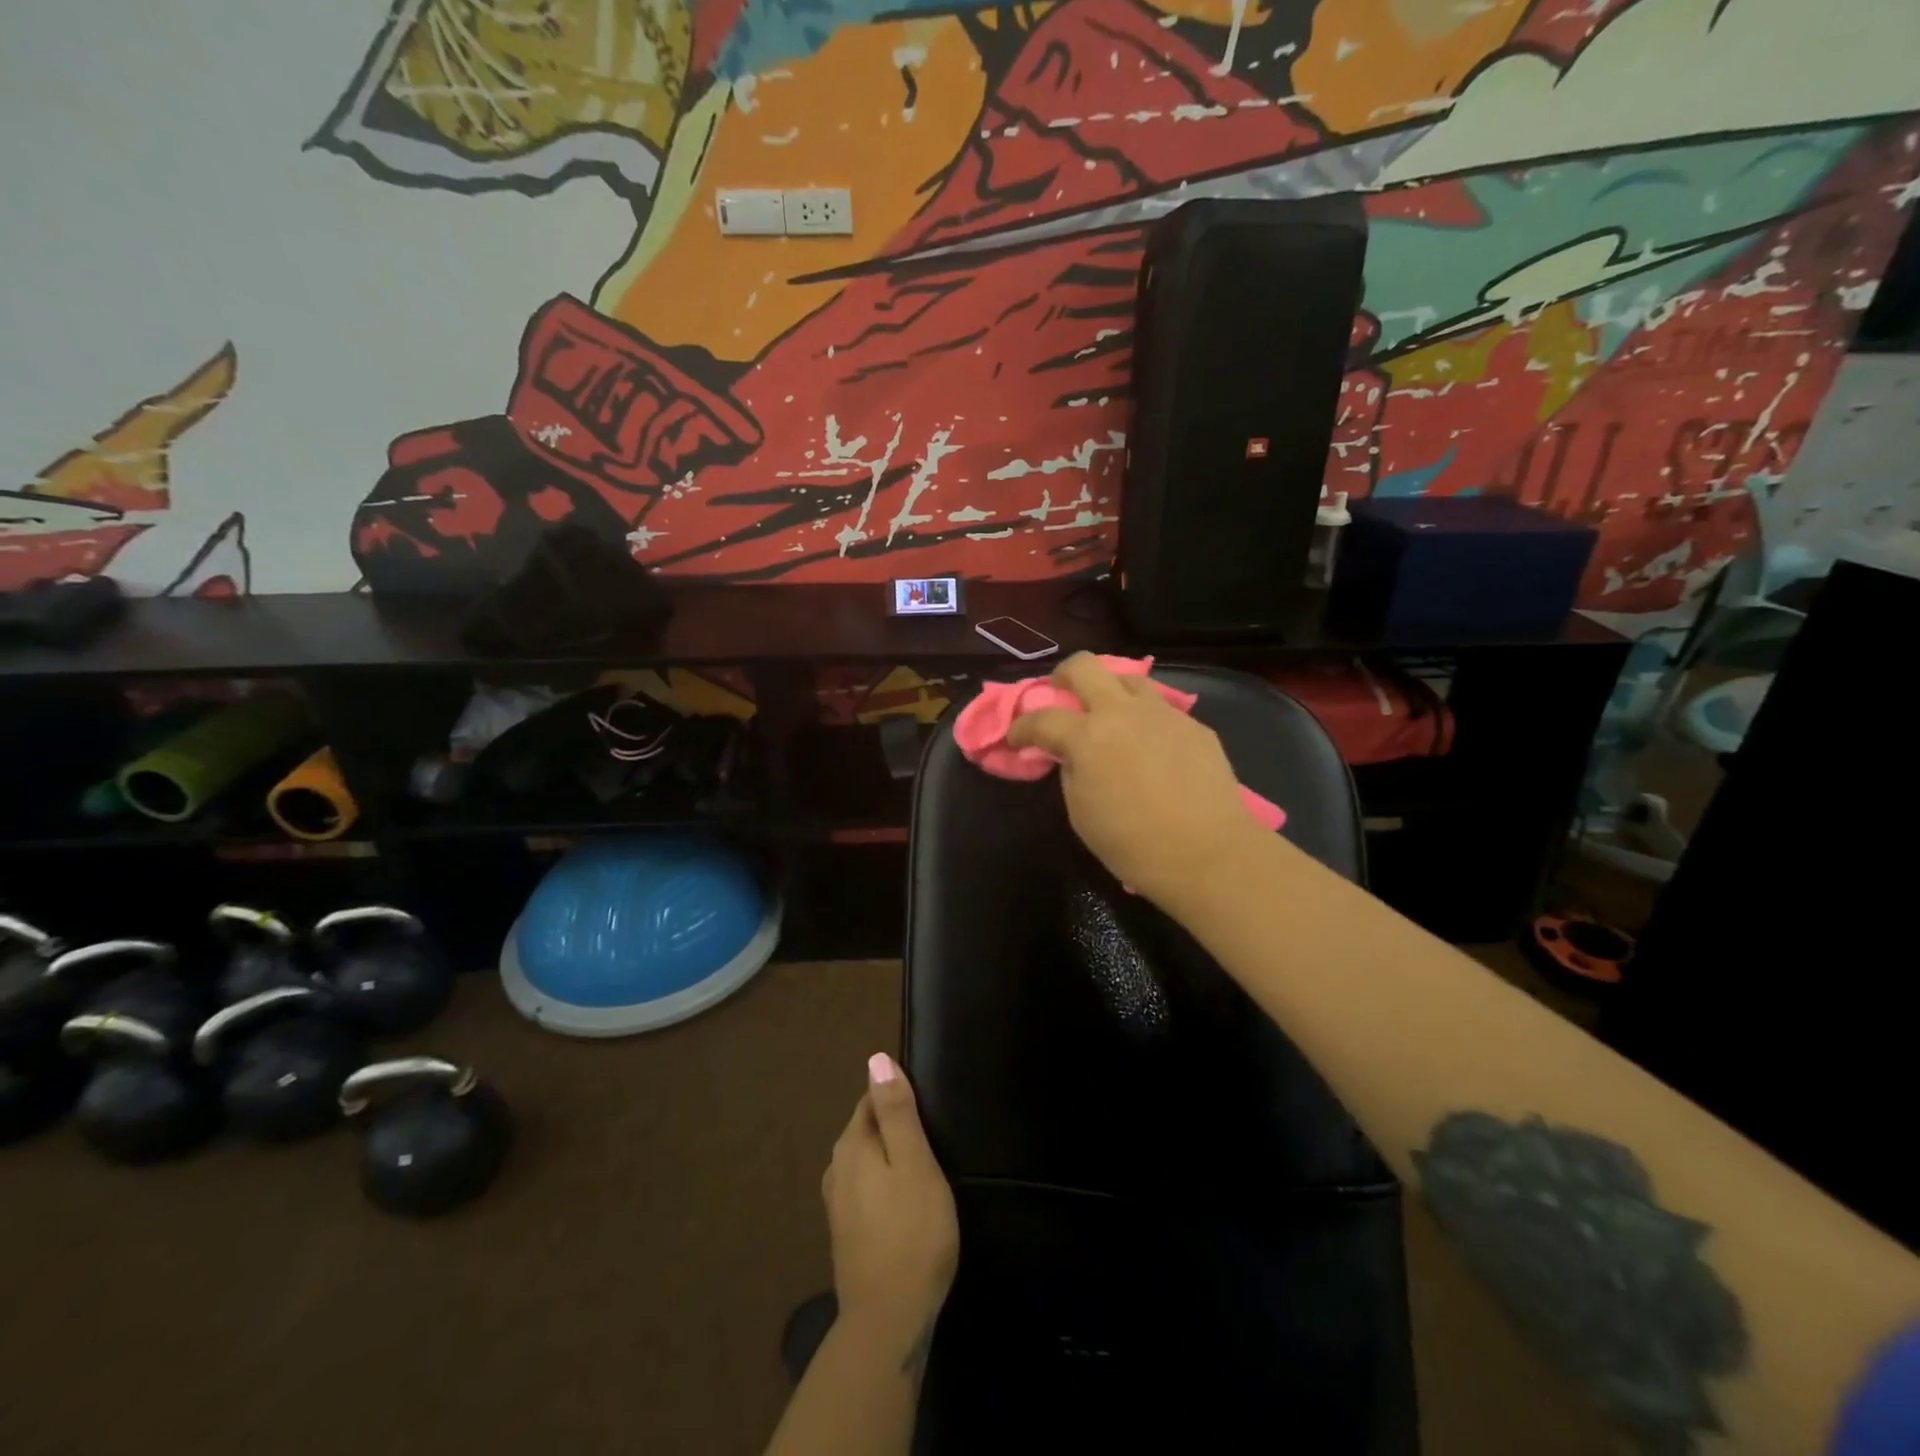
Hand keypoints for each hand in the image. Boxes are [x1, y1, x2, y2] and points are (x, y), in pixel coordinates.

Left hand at [823, 1053, 958, 1351]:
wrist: (888, 1323)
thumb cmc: (912, 1233)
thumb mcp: (914, 1163)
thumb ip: (896, 1111)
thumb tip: (876, 1058)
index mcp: (852, 1146)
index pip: (871, 1099)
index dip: (898, 1096)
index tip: (926, 1107)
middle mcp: (837, 1169)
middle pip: (867, 1129)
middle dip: (893, 1125)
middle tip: (931, 1137)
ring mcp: (838, 1204)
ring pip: (866, 1161)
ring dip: (889, 1158)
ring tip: (922, 1169)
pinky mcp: (846, 1234)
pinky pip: (866, 1190)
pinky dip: (884, 1186)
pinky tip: (904, 1203)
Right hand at [1005, 652, 1268, 907]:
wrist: (1209, 854)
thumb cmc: (1134, 844)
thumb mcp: (1082, 814)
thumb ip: (1071, 772)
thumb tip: (1072, 755)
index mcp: (1088, 737)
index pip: (1041, 719)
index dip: (1020, 727)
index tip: (1015, 738)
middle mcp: (1123, 712)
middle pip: (1084, 666)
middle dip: (1063, 676)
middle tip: (1060, 695)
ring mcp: (1163, 714)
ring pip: (1129, 679)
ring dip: (1110, 692)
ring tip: (1111, 717)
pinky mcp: (1194, 726)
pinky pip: (1161, 709)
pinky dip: (1145, 719)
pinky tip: (1151, 746)